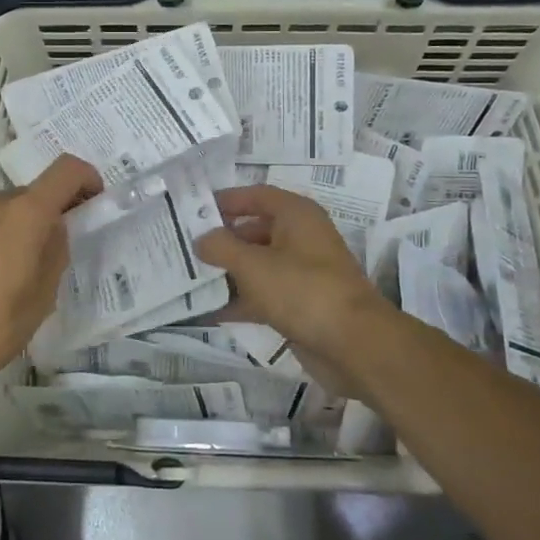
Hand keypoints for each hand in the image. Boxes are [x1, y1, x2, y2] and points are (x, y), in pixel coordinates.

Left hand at [0, 155, 101, 380]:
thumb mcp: (43, 295)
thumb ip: (55, 251)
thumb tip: (53, 230)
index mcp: (24, 213)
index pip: (65, 171)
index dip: (86, 178)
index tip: (92, 200)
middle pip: (30, 195)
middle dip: (44, 216)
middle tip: (47, 255)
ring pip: (0, 211)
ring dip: (13, 228)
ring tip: (10, 271)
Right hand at [195, 185, 391, 392]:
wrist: (355, 344)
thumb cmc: (302, 290)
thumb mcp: (253, 265)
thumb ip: (221, 247)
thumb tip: (201, 239)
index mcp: (296, 215)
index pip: (256, 195)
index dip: (226, 200)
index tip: (193, 210)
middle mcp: (301, 238)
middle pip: (254, 230)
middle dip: (222, 240)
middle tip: (184, 248)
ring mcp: (303, 272)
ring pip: (258, 264)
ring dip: (228, 272)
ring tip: (189, 279)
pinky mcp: (301, 304)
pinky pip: (264, 294)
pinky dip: (241, 300)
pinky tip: (210, 312)